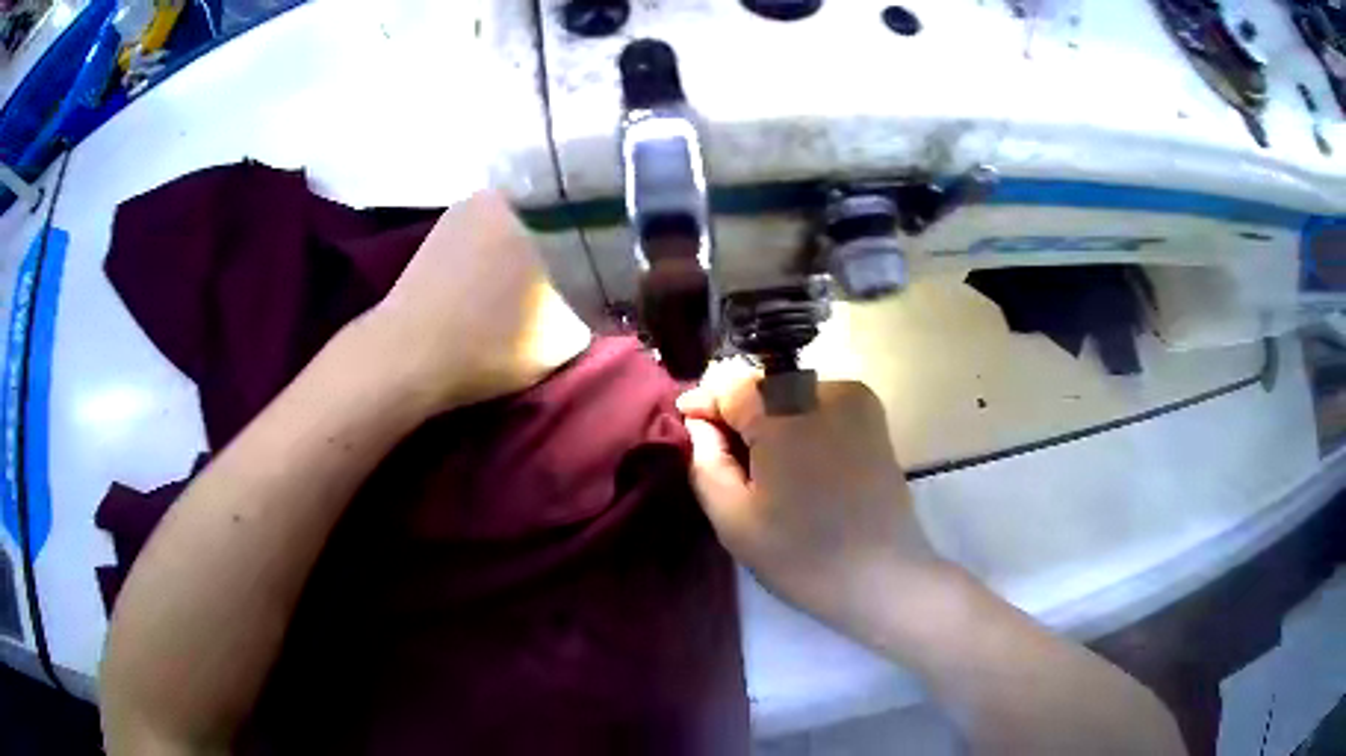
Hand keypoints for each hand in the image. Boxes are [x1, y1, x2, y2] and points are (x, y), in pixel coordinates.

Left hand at [352, 191, 590, 413]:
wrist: (404, 361)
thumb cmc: (489, 338)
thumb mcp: (564, 336)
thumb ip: (586, 315)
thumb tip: (588, 309)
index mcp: (522, 203)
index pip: (572, 216)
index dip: (588, 248)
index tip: (596, 277)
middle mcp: (481, 200)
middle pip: (533, 228)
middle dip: (548, 255)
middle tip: (566, 291)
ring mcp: (447, 224)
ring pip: (498, 243)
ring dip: (511, 268)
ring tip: (527, 302)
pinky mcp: (423, 253)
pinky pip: (469, 258)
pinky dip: (480, 278)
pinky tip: (487, 305)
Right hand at [677, 360, 942, 638]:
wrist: (884, 576)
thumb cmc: (802, 556)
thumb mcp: (734, 520)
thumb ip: (705, 463)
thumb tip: (699, 424)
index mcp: (786, 412)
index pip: (729, 387)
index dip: (705, 406)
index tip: (689, 429)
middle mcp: (824, 390)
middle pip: (762, 387)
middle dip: (737, 413)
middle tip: (725, 456)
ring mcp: (856, 400)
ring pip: (791, 393)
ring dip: (770, 418)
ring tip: (763, 465)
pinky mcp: (874, 416)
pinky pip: (821, 404)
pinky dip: (801, 422)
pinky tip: (798, 462)